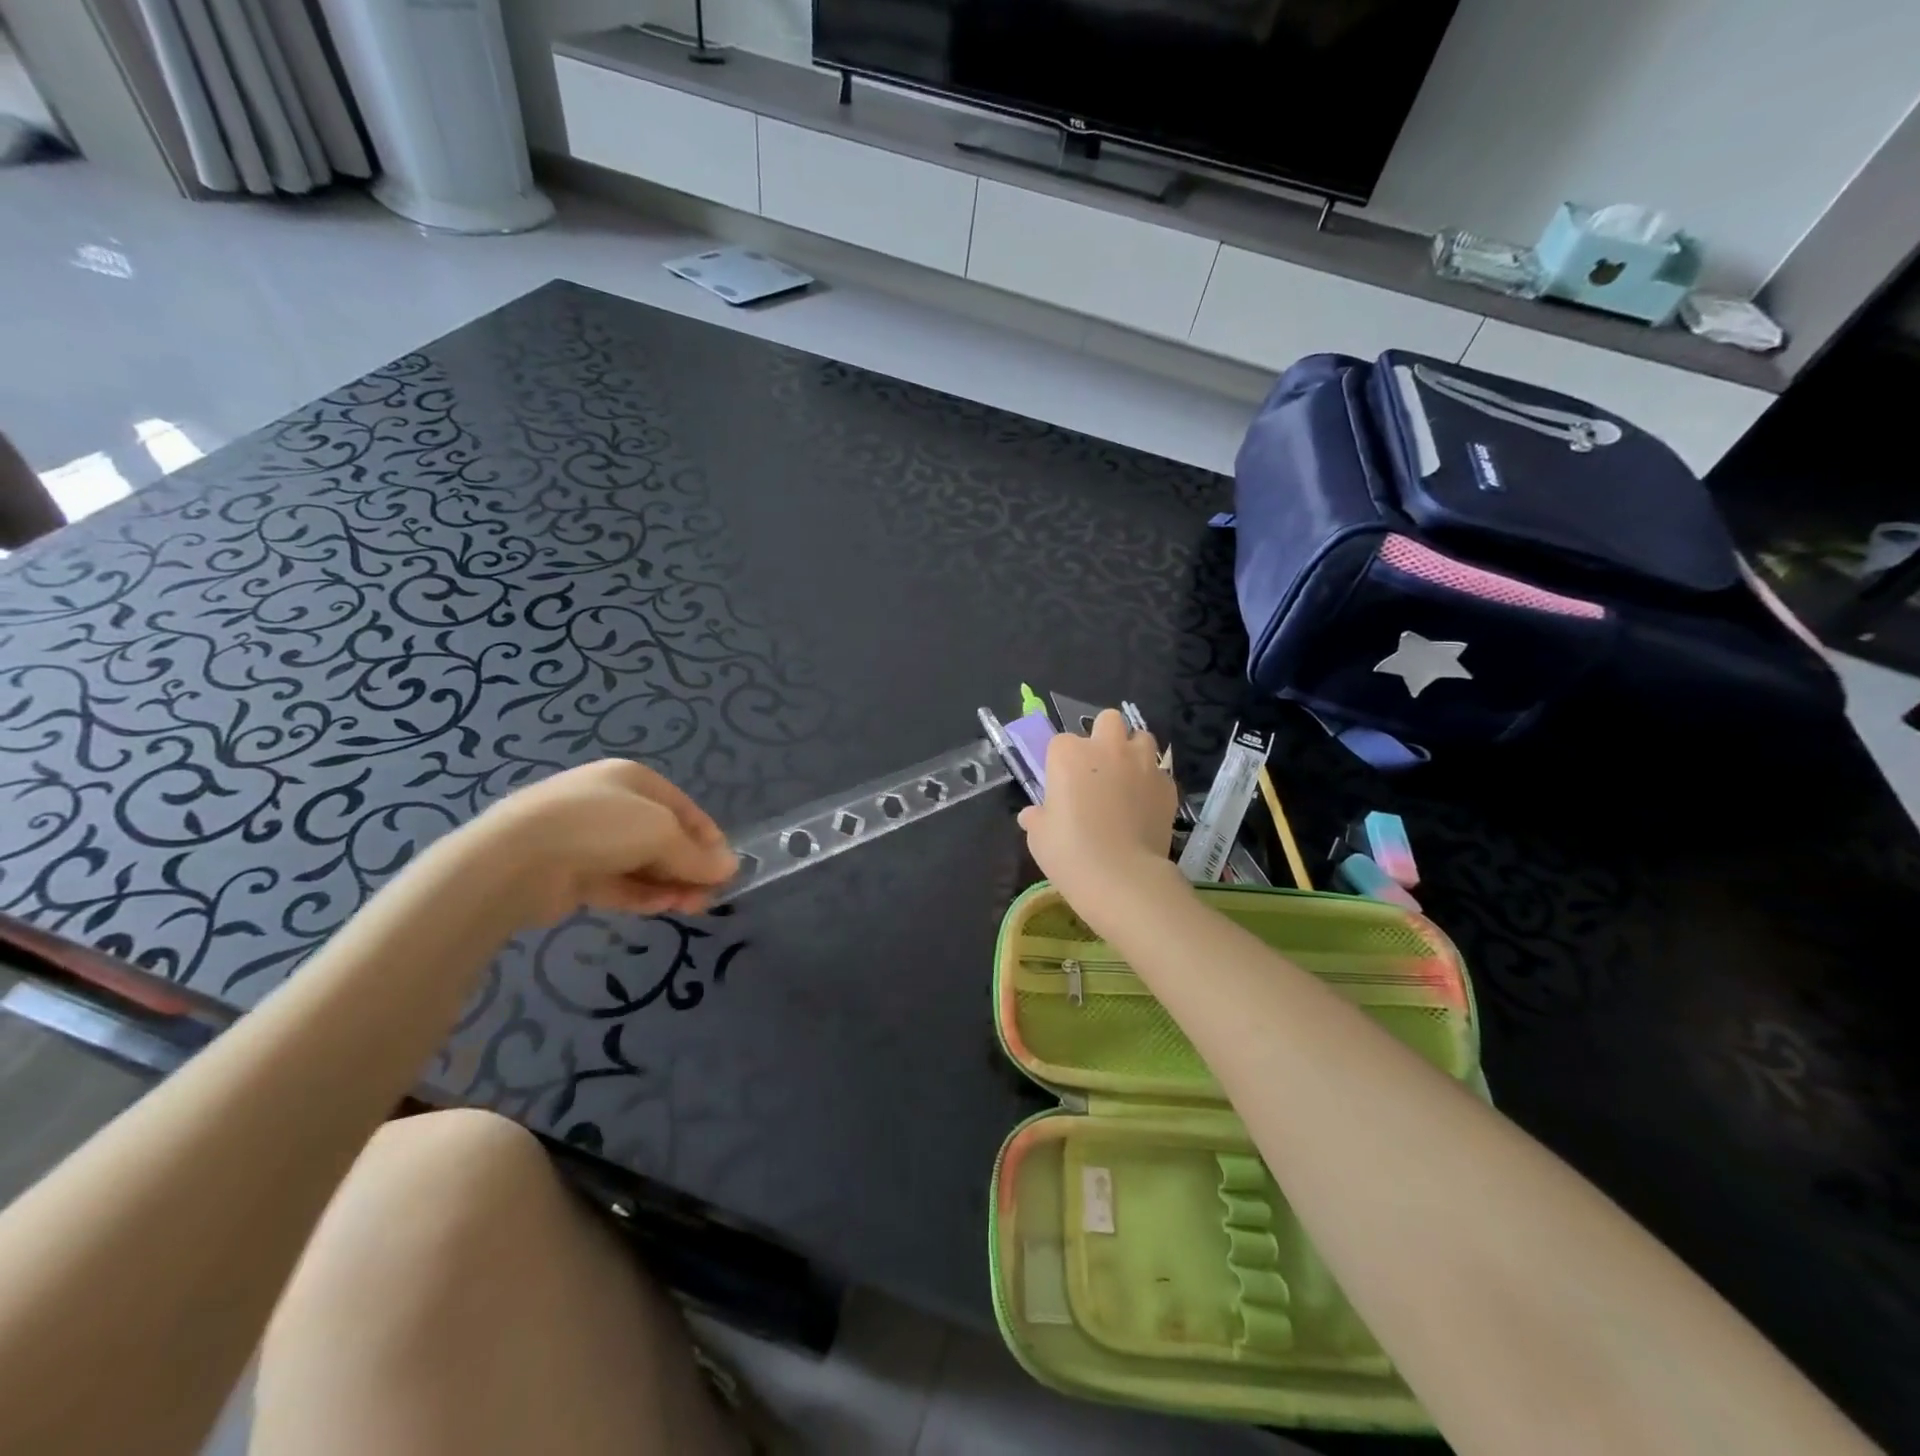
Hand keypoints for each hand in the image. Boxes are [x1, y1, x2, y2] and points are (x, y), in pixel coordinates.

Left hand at [462, 759, 737, 924]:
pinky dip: (641, 895)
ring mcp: (587, 840)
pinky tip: (663, 908)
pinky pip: (616, 883)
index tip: (726, 867)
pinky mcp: (569, 874)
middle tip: (711, 894)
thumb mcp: (663, 833)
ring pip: (640, 863)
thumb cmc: (602, 827)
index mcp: (632, 779)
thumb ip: (698, 855)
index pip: (683, 808)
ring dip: (670, 884)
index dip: (708, 837)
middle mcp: (610, 805)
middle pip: (663, 837)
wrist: (516, 859)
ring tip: (693, 907)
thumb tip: (730, 867)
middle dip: (689, 866)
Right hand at [1018, 710, 1180, 923]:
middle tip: (1098, 767)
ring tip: (1127, 778)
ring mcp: (1142, 764)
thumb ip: (1037, 817)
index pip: (1060, 742)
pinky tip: (1145, 804)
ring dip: (1133, 751)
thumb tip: (1032, 815)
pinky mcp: (1167, 785)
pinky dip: (1152, 782)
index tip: (1062, 785)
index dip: (1061, 762)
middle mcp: (1106, 748)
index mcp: (1068, 755)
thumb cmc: (1069, 853)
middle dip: (1103, 736)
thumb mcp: (1039, 837)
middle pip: (1108, 721)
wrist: (1122, 877)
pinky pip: (1159, 772)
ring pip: (1141, 738)